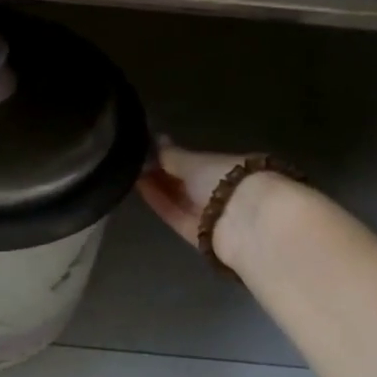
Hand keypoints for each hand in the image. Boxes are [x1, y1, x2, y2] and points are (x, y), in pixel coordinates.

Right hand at [136, 141, 263, 266]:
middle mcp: (224, 191)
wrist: (246, 224)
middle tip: (134, 160)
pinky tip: (139, 187)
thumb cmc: (226, 180)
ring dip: (158, 186)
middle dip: (164, 172)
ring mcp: (212, 215)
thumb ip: (171, 154)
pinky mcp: (200, 236)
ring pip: (181, 199)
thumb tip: (154, 140)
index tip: (150, 148)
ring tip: (130, 170)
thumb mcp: (194, 161)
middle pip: (189, 182)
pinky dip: (160, 203)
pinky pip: (176, 215)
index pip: (200, 161)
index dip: (176, 155)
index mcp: (233, 167)